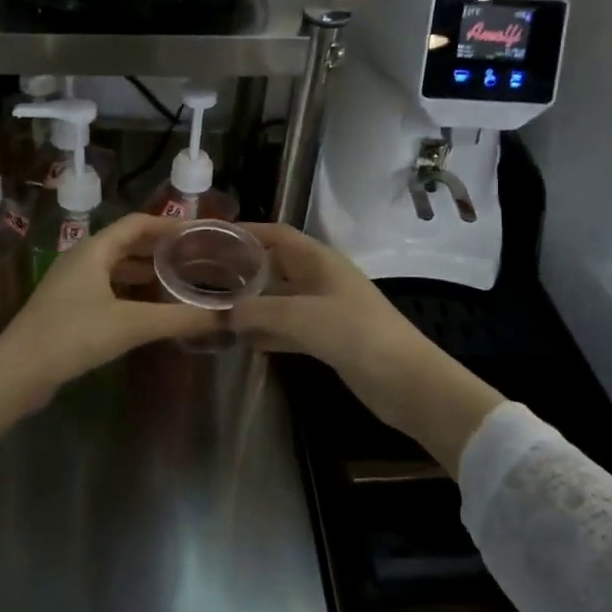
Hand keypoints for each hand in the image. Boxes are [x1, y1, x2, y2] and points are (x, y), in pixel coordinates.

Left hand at [0, 213, 220, 402]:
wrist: (18, 371)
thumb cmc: (73, 335)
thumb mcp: (131, 325)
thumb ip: (178, 318)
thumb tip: (224, 316)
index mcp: (94, 249)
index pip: (137, 223)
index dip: (168, 225)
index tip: (198, 233)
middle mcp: (81, 258)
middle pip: (126, 243)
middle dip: (158, 248)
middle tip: (193, 257)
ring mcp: (70, 283)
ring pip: (114, 267)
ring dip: (143, 271)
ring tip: (175, 281)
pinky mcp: (66, 307)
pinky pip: (105, 287)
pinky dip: (128, 291)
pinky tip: (145, 309)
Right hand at [229, 224, 503, 476]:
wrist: (405, 379)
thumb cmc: (353, 333)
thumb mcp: (298, 316)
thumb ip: (256, 311)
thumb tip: (227, 314)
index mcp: (318, 260)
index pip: (277, 234)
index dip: (247, 232)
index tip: (212, 238)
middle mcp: (321, 278)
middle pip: (276, 265)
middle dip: (244, 269)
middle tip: (206, 277)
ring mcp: (326, 308)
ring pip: (280, 298)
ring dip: (254, 304)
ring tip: (217, 309)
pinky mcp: (329, 338)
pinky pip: (290, 327)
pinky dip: (269, 331)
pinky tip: (245, 342)